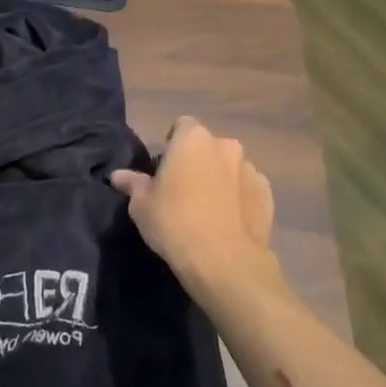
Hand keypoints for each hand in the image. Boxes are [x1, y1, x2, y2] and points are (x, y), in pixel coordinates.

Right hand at [111, 117, 281, 294]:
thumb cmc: (174, 222)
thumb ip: (133, 184)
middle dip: (196, 160)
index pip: (181, 126)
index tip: (163, 168)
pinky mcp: (267, 194)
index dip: (172, 143)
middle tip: (181, 189)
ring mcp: (251, 169)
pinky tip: (227, 220)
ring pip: (229, 167)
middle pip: (207, 146)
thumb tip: (118, 175)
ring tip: (206, 208)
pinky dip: (237, 197)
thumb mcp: (141, 205)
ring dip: (218, 178)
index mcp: (193, 139)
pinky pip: (246, 188)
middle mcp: (225, 146)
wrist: (224, 260)